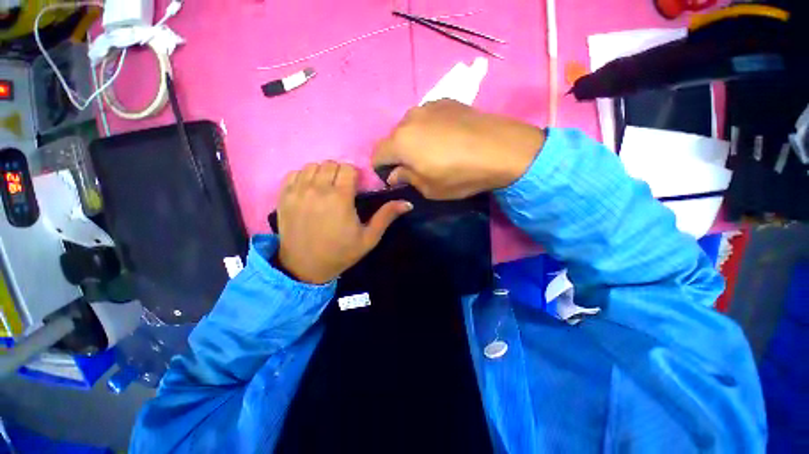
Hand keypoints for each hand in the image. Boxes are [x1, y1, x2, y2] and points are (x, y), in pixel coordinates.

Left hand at [276, 162, 412, 283]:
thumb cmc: (341, 253)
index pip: (348, 169)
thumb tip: (408, 203)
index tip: (356, 187)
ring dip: (322, 173)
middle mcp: (317, 190)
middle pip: (330, 164)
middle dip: (340, 173)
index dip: (355, 175)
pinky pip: (294, 174)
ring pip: (312, 166)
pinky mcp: (284, 197)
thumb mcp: (369, 238)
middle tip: (343, 189)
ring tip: (327, 188)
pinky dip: (304, 176)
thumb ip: (386, 217)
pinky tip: (310, 189)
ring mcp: (297, 192)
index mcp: (340, 198)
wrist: (305, 267)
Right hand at [373, 100, 544, 199]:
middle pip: (392, 139)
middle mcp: (409, 119)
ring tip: (433, 151)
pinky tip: (446, 138)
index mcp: (400, 142)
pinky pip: (427, 118)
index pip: (377, 154)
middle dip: (398, 154)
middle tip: (415, 167)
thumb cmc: (460, 175)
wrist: (501, 149)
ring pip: (410, 127)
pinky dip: (428, 129)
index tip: (394, 178)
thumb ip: (406, 179)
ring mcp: (428, 106)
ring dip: (413, 140)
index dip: (381, 169)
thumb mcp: (429, 188)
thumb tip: (394, 174)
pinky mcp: (446, 101)